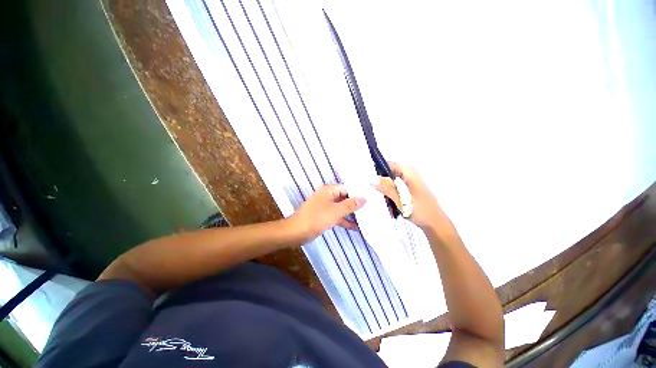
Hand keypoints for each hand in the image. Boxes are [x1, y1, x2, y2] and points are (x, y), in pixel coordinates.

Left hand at [290, 184, 365, 242]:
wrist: (296, 232)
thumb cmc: (316, 218)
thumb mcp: (336, 211)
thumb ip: (350, 205)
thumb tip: (364, 199)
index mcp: (329, 190)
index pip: (347, 188)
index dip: (358, 192)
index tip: (371, 197)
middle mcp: (328, 196)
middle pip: (345, 197)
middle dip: (356, 203)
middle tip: (371, 207)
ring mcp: (326, 206)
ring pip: (342, 207)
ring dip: (351, 213)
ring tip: (366, 217)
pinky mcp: (324, 215)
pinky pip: (337, 215)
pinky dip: (344, 220)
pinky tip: (355, 227)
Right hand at [373, 162, 448, 230]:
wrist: (435, 224)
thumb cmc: (421, 211)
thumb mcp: (401, 200)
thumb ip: (387, 188)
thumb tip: (371, 179)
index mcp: (409, 172)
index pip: (388, 164)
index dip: (378, 170)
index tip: (368, 178)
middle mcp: (409, 173)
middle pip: (388, 171)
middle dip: (380, 179)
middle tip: (372, 189)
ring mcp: (408, 180)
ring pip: (390, 179)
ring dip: (384, 187)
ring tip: (378, 195)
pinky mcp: (407, 188)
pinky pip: (394, 185)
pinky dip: (389, 191)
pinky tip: (386, 199)